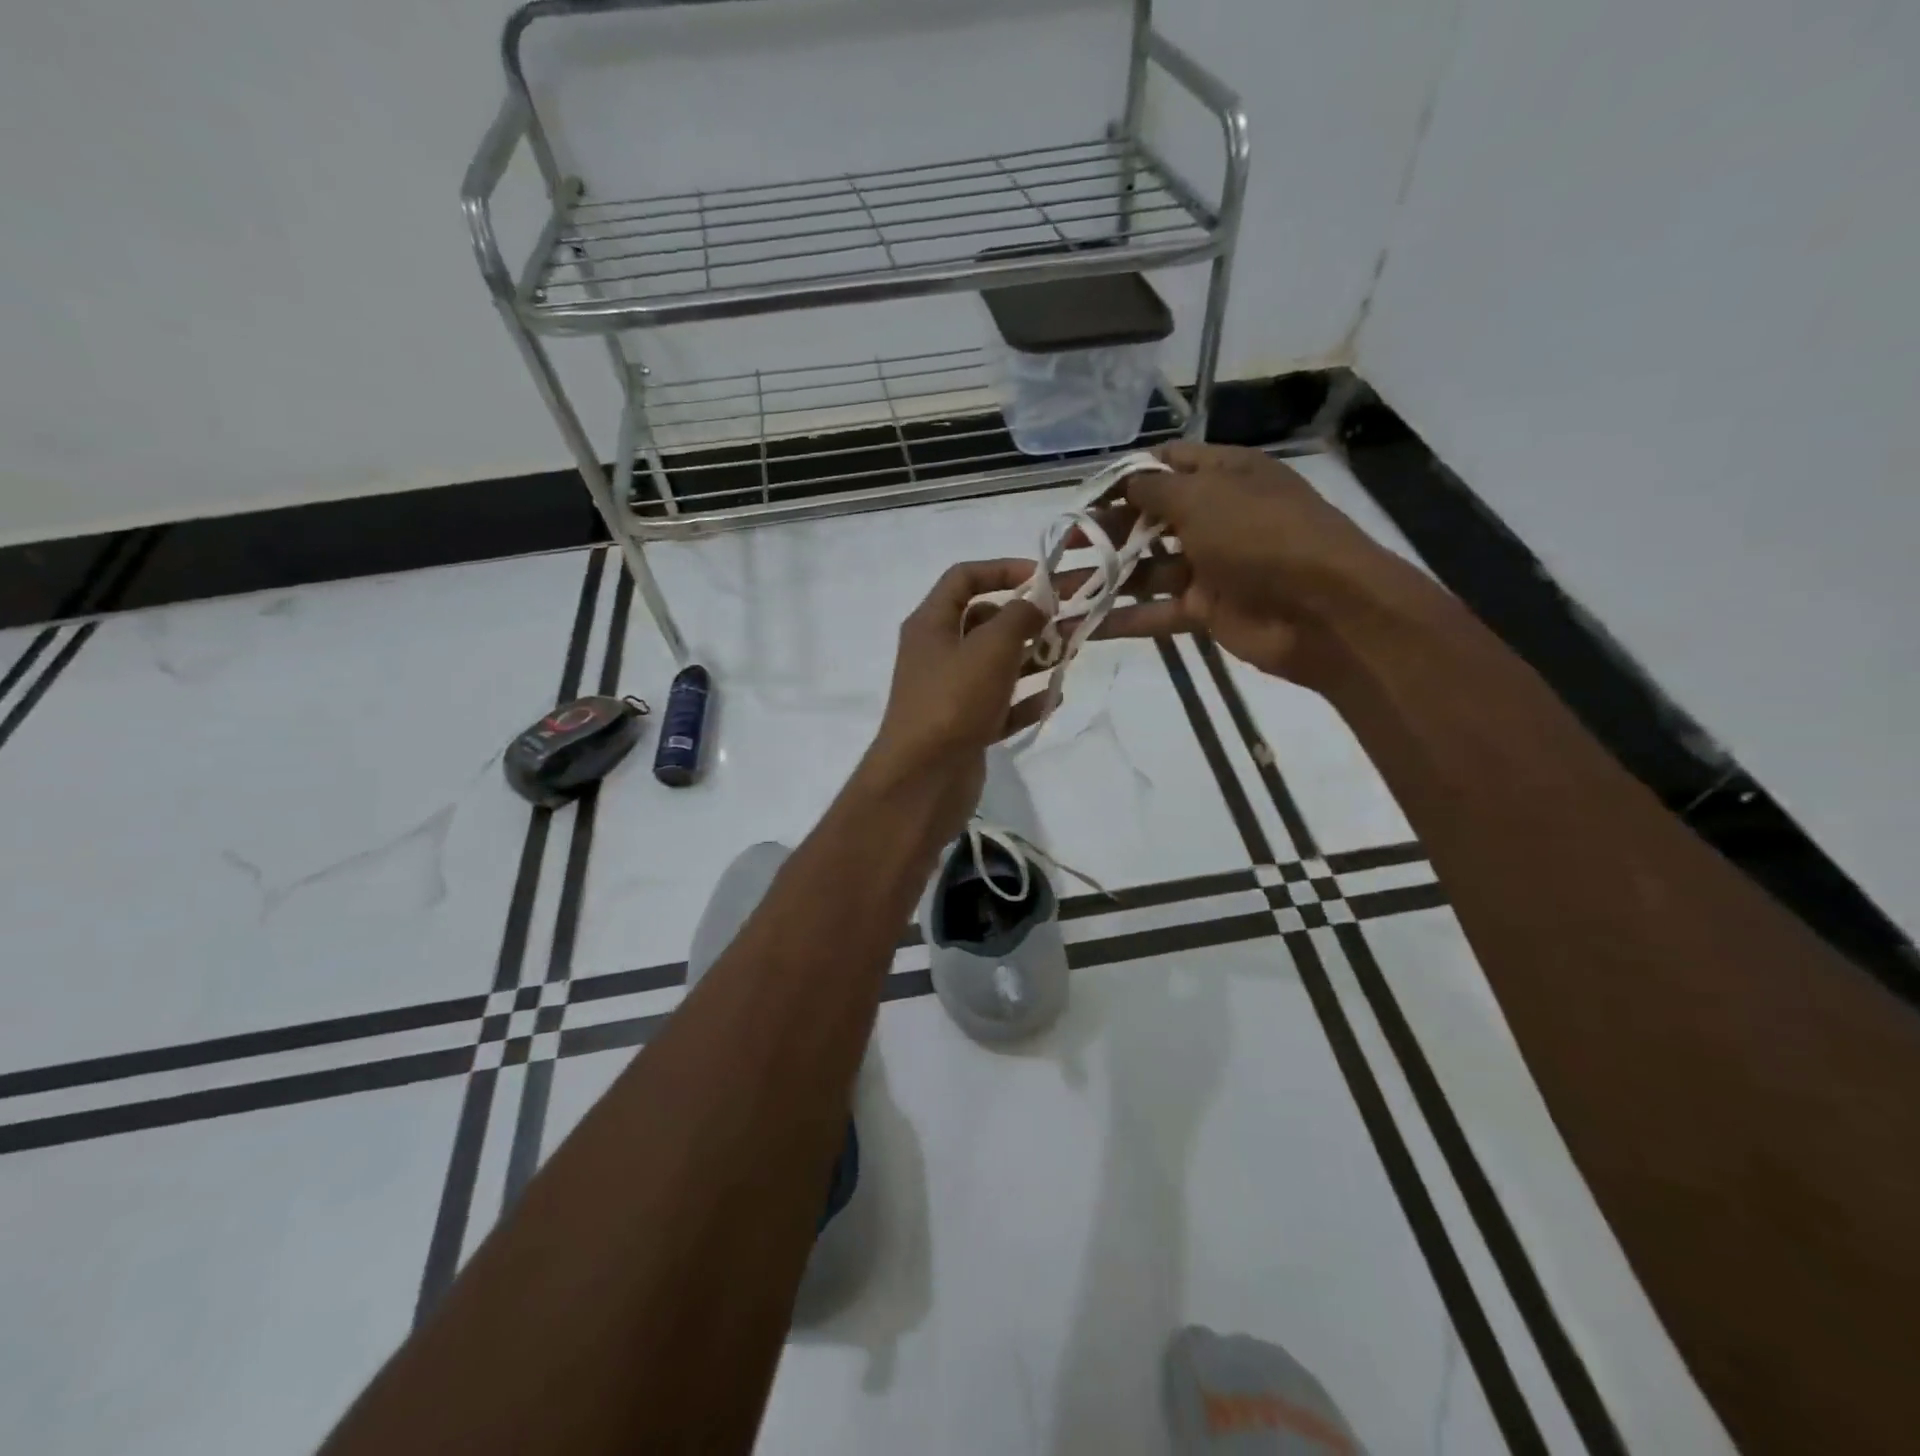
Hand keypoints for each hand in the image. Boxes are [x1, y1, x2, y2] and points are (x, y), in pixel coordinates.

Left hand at [861, 560, 1047, 824]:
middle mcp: (937, 653)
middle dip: (1025, 620)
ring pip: (995, 665)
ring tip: (1069, 658)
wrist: (923, 780)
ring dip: (1031, 659)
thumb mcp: (991, 647)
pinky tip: (1054, 700)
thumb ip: (1019, 617)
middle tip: (1066, 624)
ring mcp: (950, 693)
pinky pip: (1000, 705)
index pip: (964, 577)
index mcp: (931, 624)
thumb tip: (1036, 603)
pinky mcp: (964, 727)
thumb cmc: (954, 701)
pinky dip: (1025, 701)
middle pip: (983, 622)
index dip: (1003, 568)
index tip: (1043, 578)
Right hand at [1088, 442, 1424, 684]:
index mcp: (1225, 476)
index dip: (1125, 475)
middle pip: (1150, 519)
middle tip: (1064, 542)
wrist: (1323, 610)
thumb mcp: (1205, 497)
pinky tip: (1081, 625)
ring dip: (1105, 578)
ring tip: (1057, 588)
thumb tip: (1123, 480)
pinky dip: (1122, 618)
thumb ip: (1155, 489)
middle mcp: (1216, 517)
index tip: (1084, 493)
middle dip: (1107, 530)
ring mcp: (1211, 567)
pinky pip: (1156, 611)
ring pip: (1147, 569)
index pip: (1167, 465)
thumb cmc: (1263, 535)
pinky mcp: (1206, 610)